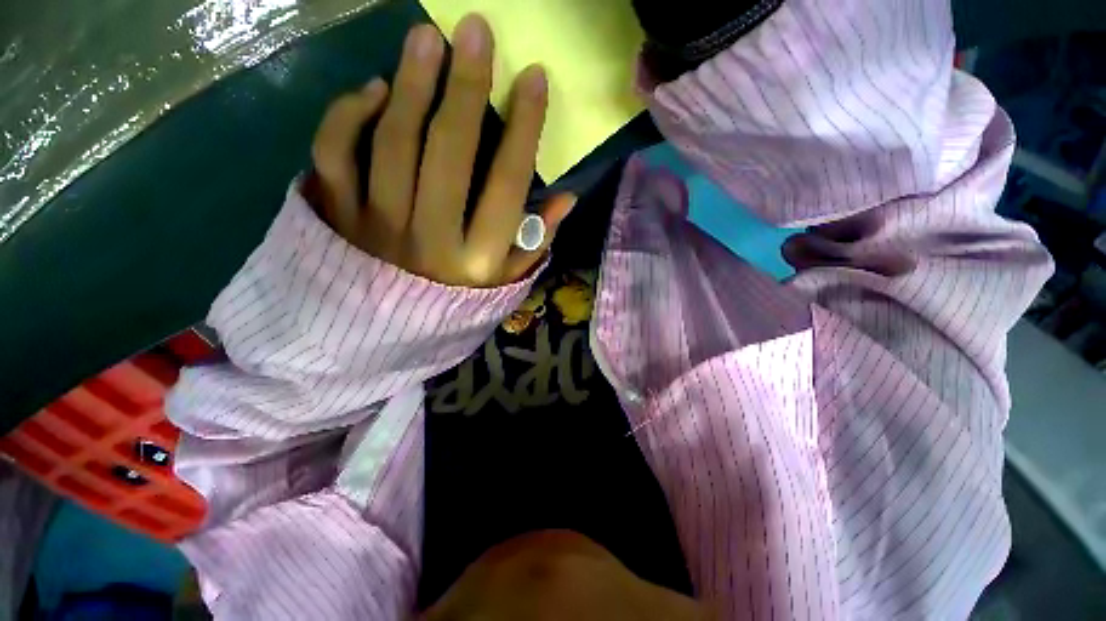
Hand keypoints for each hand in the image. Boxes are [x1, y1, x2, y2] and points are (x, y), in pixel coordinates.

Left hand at [305, 14, 574, 287]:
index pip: (507, 183)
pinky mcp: (337, 217)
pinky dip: (349, 114)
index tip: (534, 78)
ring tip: (426, 39)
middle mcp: (431, 239)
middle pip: (449, 151)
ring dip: (411, 83)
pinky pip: (335, 153)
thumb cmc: (455, 305)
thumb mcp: (505, 282)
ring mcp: (377, 226)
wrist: (382, 336)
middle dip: (466, 86)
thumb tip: (566, 197)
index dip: (524, 128)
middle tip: (475, 30)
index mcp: (478, 259)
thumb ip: (535, 242)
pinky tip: (375, 90)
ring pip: (392, 141)